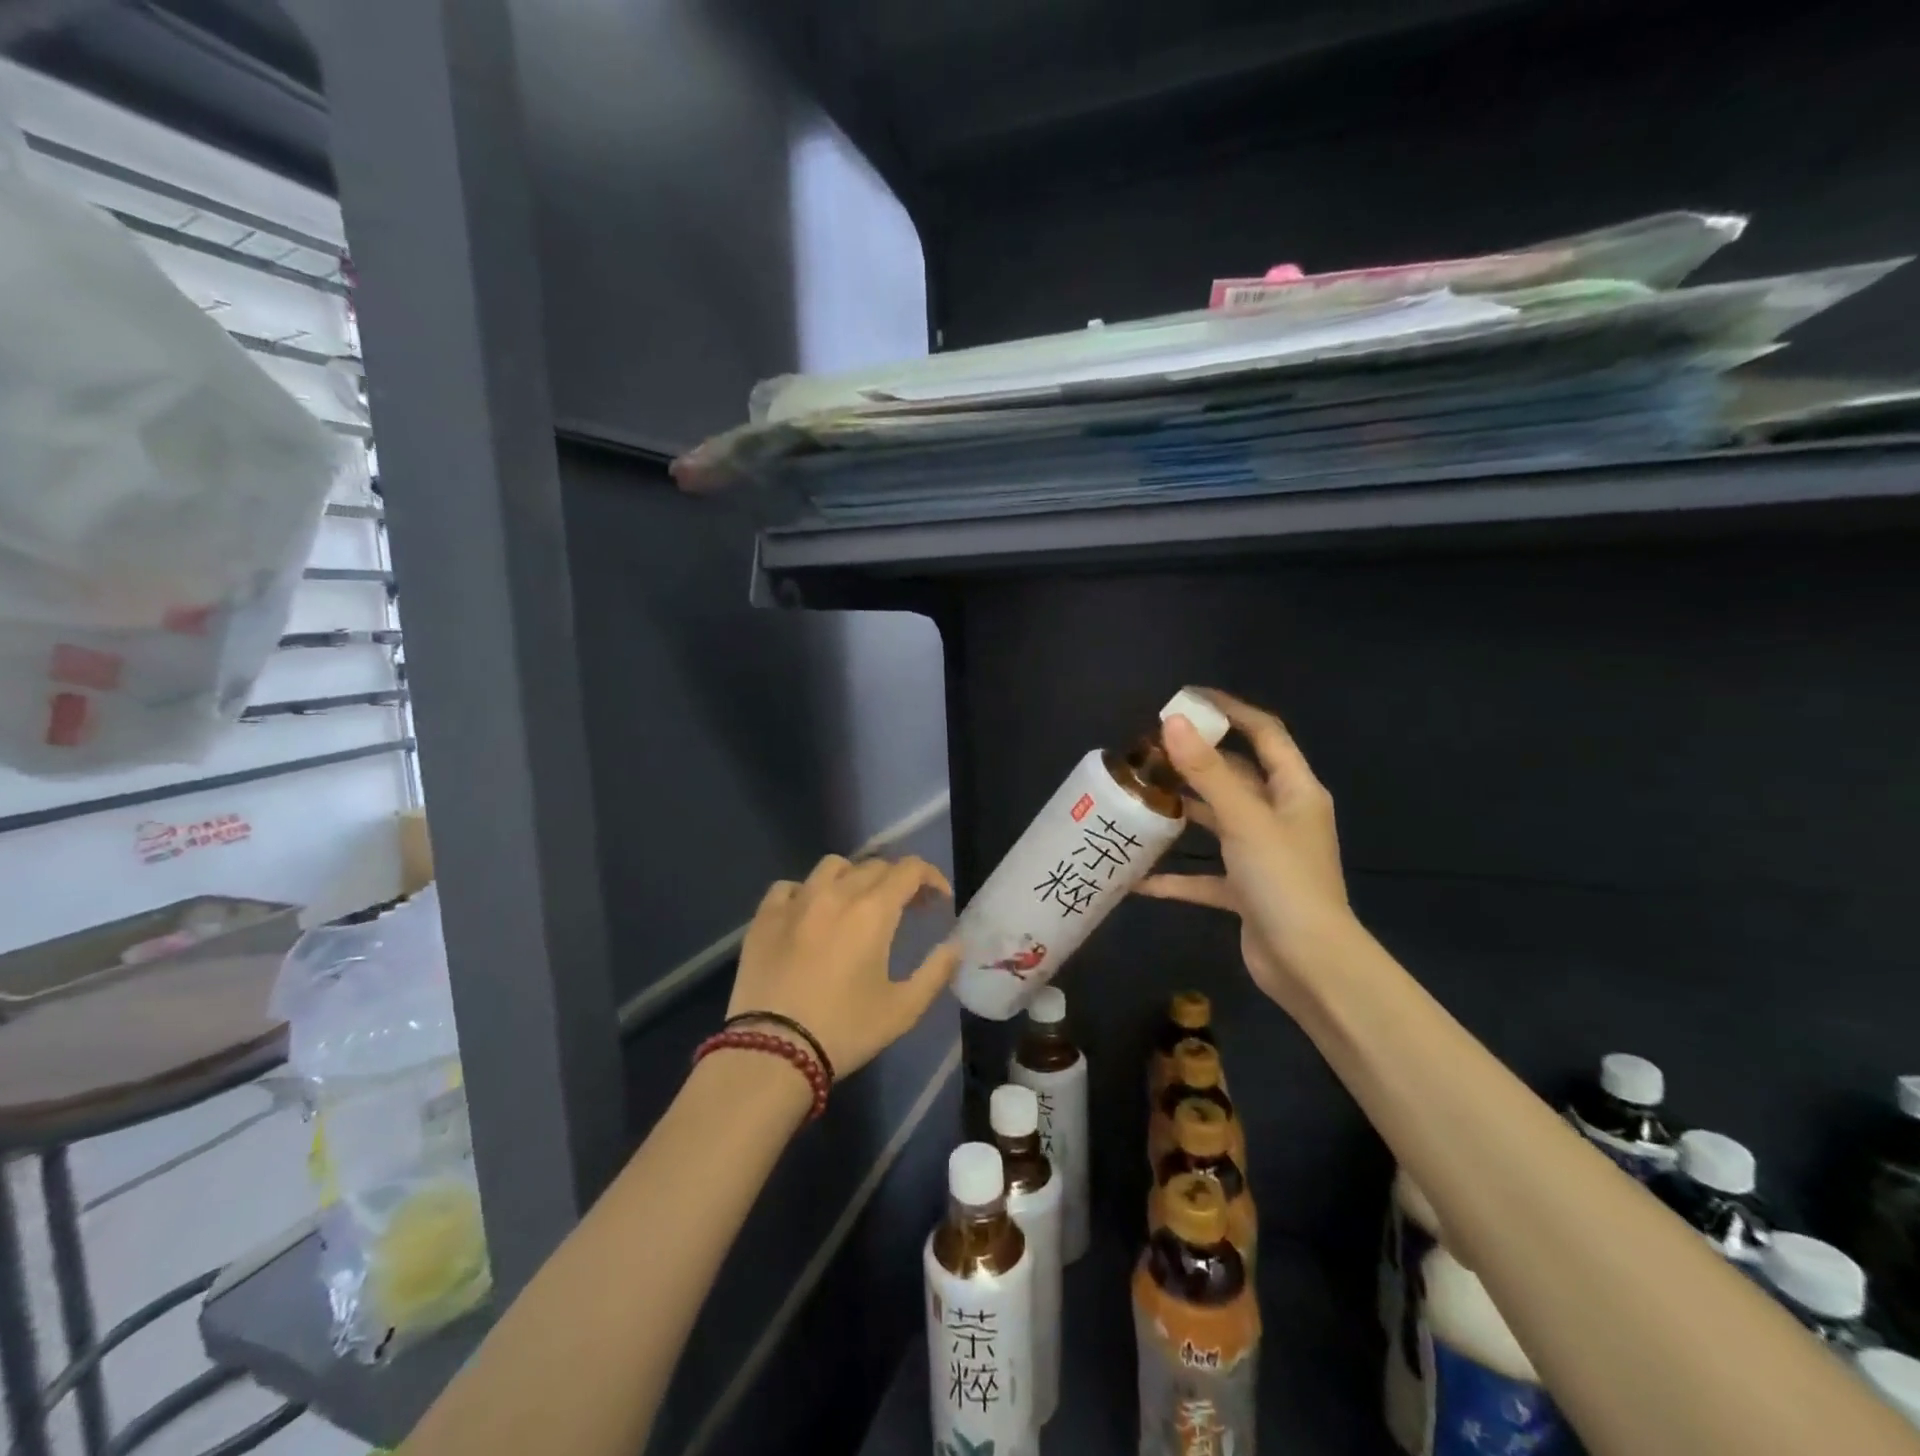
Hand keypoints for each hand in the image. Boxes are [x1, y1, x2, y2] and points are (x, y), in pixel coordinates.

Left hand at [729, 854, 958, 1078]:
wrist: (772, 1052)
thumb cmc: (844, 1030)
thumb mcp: (903, 1009)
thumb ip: (936, 971)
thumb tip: (955, 945)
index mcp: (873, 911)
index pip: (909, 869)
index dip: (931, 877)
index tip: (939, 899)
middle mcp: (835, 894)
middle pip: (874, 866)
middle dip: (898, 881)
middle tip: (907, 908)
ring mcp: (796, 901)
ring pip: (832, 867)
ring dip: (854, 877)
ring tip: (857, 904)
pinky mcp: (764, 917)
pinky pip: (790, 886)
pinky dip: (807, 892)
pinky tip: (810, 915)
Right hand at [1137, 690, 1354, 1011]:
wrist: (1309, 966)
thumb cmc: (1284, 880)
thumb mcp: (1244, 819)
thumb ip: (1207, 771)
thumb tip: (1173, 722)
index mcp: (1295, 791)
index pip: (1265, 734)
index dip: (1231, 710)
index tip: (1189, 698)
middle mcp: (1281, 817)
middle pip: (1236, 775)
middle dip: (1196, 761)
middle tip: (1149, 750)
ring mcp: (1262, 855)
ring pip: (1217, 821)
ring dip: (1183, 812)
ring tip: (1139, 798)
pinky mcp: (1245, 890)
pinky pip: (1204, 875)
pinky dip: (1176, 876)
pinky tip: (1137, 879)